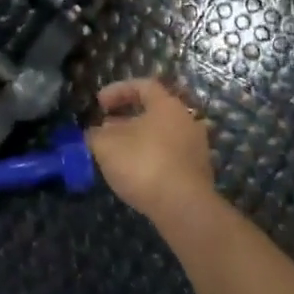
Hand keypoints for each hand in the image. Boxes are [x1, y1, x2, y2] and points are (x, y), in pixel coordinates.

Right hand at [86, 78, 215, 226]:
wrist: (183, 207)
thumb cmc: (143, 164)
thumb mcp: (106, 146)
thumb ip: (96, 134)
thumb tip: (96, 132)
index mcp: (167, 105)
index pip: (143, 86)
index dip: (118, 90)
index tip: (99, 103)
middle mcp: (186, 120)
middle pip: (154, 111)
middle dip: (126, 118)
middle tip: (106, 130)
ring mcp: (196, 147)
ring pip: (161, 135)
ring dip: (139, 140)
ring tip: (117, 154)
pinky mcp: (198, 172)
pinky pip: (170, 156)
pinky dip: (151, 158)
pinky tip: (136, 174)